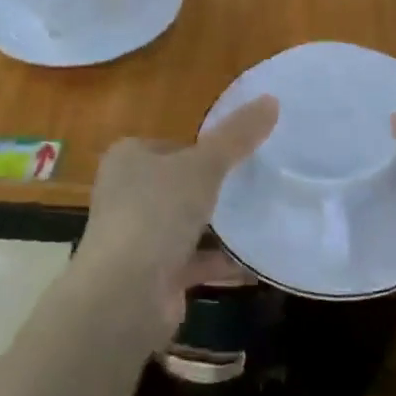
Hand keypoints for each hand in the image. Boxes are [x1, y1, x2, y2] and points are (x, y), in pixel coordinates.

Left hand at [77, 96, 277, 345]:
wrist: (124, 296)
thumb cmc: (157, 213)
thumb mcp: (203, 165)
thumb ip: (237, 136)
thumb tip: (271, 99)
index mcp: (128, 159)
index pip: (172, 145)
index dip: (204, 149)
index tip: (241, 155)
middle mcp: (127, 195)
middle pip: (179, 185)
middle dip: (213, 189)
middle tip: (257, 186)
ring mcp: (138, 238)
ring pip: (186, 225)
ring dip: (218, 227)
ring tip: (263, 218)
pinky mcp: (153, 277)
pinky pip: (194, 262)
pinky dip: (221, 262)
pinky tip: (256, 262)